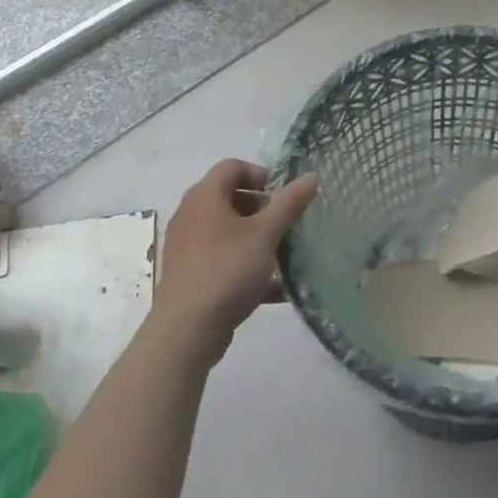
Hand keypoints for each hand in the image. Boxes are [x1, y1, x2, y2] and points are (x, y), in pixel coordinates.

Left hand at [151, 159, 317, 365]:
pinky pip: (223, 259)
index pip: (233, 166)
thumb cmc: (227, 270)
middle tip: (286, 225)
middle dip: (263, 209)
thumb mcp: (266, 233)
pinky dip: (246, 265)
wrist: (186, 331)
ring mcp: (188, 246)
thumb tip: (310, 176)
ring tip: (283, 255)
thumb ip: (290, 203)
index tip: (283, 196)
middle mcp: (191, 215)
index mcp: (205, 196)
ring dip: (257, 238)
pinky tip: (274, 288)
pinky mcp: (190, 274)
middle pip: (231, 198)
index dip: (261, 174)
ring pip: (228, 231)